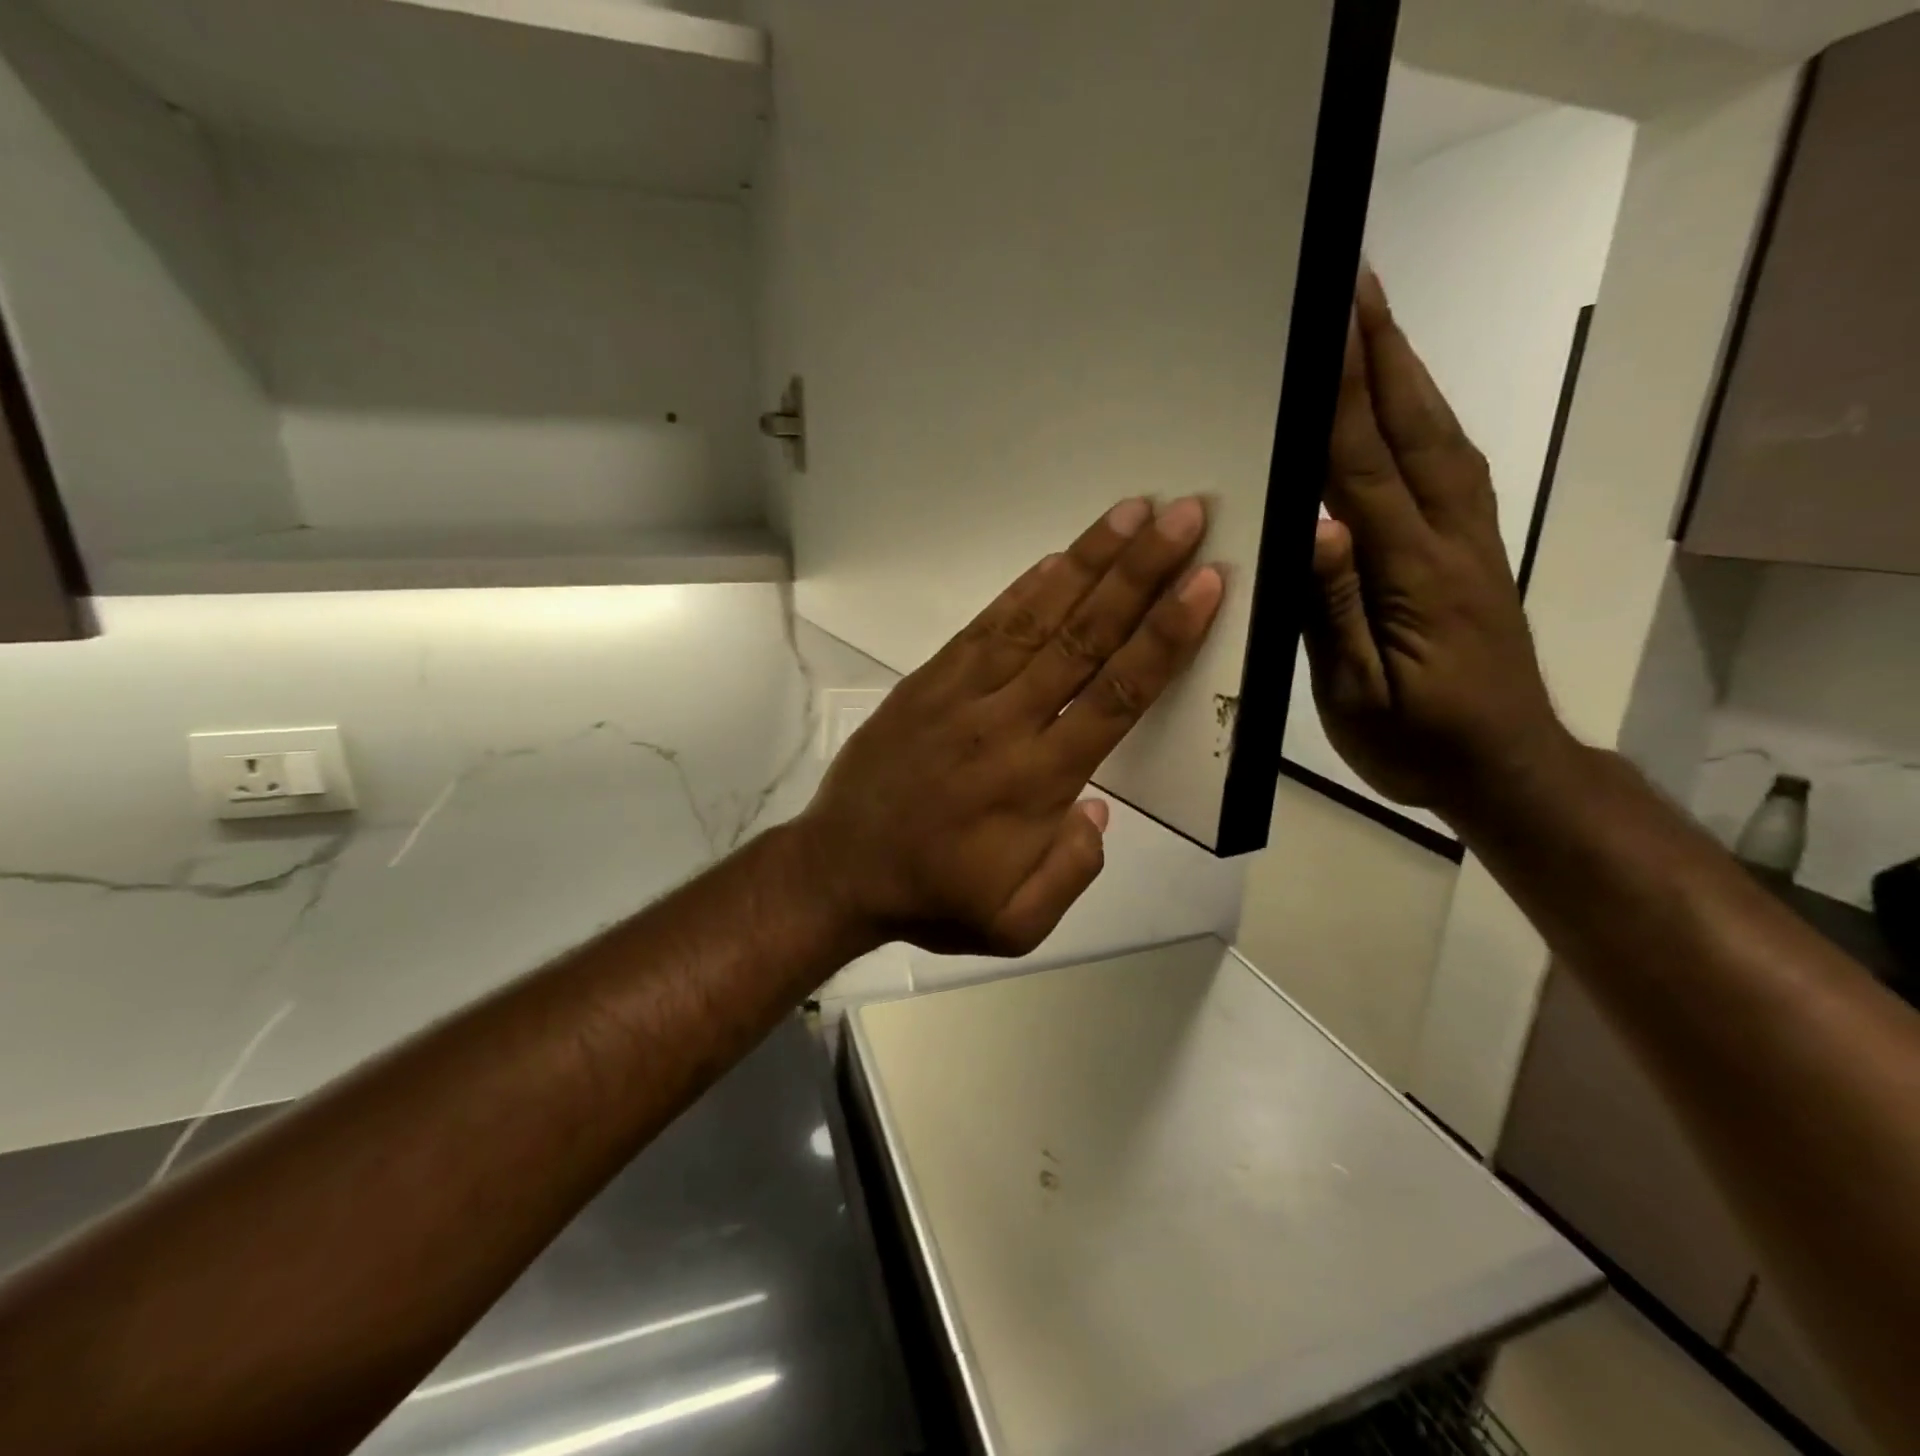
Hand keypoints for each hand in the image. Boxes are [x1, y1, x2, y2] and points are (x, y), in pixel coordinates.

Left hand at [796, 498, 1224, 956]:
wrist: (838, 870)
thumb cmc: (934, 897)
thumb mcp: (1016, 923)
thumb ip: (1073, 871)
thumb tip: (1097, 808)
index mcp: (1037, 781)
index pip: (1117, 695)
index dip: (1166, 635)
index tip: (1204, 582)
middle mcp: (1006, 724)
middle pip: (1086, 638)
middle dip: (1140, 573)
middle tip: (1184, 516)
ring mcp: (961, 695)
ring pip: (1036, 619)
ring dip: (1087, 563)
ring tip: (1131, 513)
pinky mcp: (927, 683)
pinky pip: (983, 627)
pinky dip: (1022, 590)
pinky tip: (1056, 558)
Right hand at [1304, 267, 1573, 825]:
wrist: (1505, 768)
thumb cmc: (1417, 743)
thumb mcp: (1357, 695)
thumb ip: (1332, 612)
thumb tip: (1315, 527)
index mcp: (1411, 574)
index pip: (1366, 468)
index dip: (1343, 395)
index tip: (1324, 325)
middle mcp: (1448, 540)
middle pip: (1413, 430)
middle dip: (1382, 355)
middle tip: (1354, 287)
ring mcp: (1470, 542)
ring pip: (1440, 439)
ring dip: (1407, 375)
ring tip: (1376, 325)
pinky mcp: (1475, 553)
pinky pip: (1452, 468)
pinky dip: (1427, 419)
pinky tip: (1408, 405)